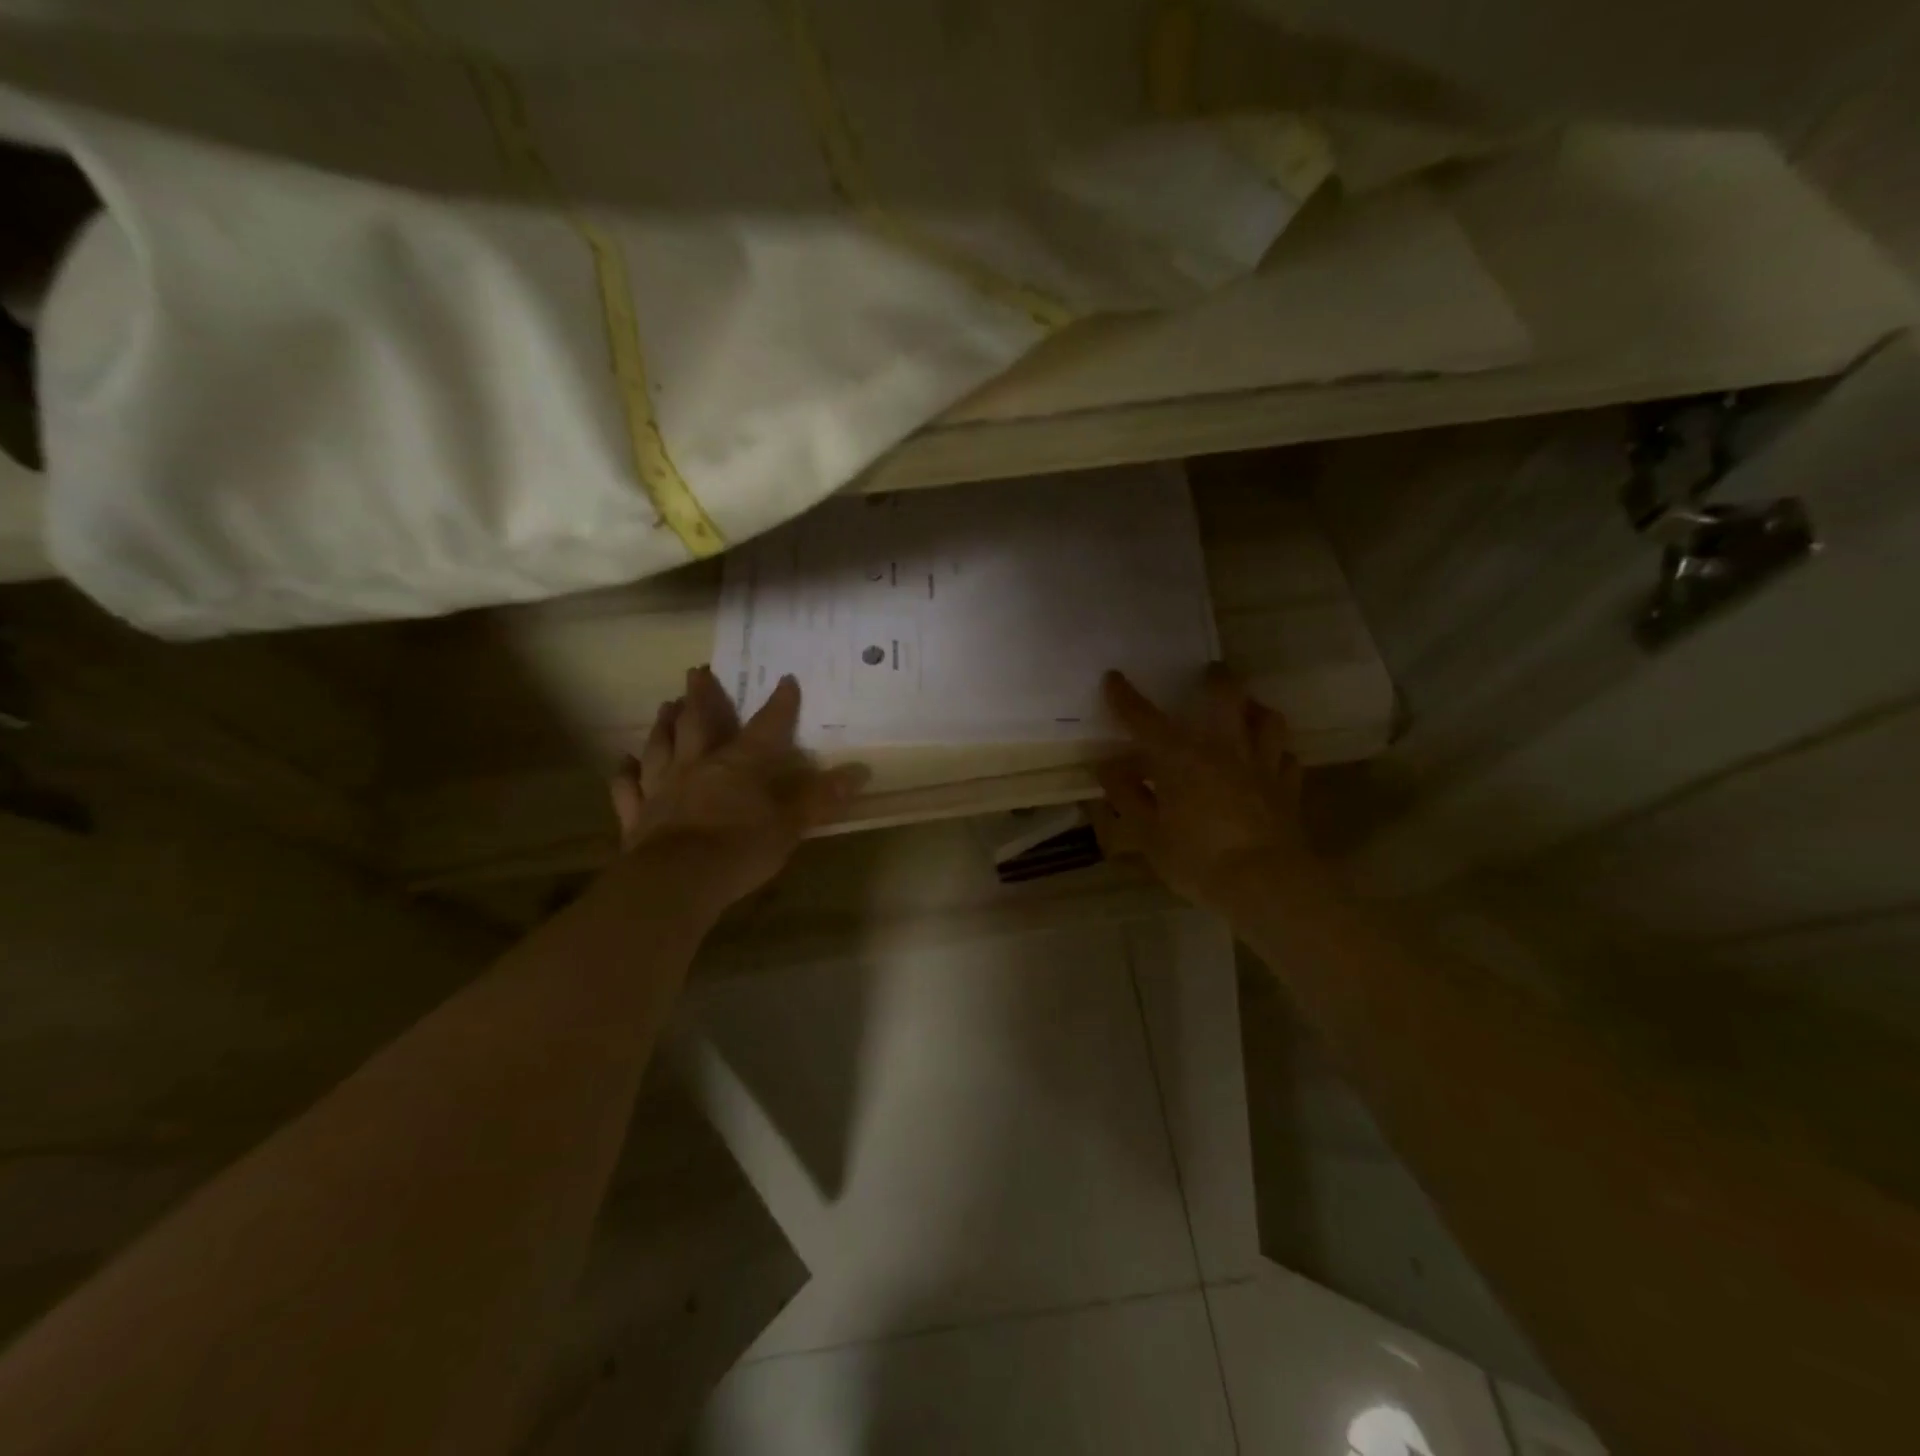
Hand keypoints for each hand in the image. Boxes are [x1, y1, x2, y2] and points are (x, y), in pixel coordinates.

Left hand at [609, 666, 867, 912]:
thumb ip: (821, 798)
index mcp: (740, 764)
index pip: (766, 727)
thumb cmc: (741, 849)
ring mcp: (662, 787)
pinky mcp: (637, 814)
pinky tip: (623, 761)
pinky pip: (627, 787)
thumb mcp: (791, 825)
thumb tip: (860, 771)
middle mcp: (698, 765)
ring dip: (664, 724)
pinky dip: (625, 772)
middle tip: (696, 671)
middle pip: (698, 723)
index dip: (779, 704)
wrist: (678, 881)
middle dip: (700, 696)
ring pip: (660, 746)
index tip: (786, 680)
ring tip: (665, 705)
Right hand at [1091, 666, 1320, 915]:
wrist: (1265, 884)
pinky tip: (1271, 760)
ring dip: (1255, 709)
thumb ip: (1126, 796)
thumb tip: (1107, 767)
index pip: (1145, 719)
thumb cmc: (1197, 859)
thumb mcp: (1147, 834)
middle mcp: (1224, 748)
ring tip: (1247, 710)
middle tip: (1210, 673)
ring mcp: (1262, 765)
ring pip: (1268, 720)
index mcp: (1181, 757)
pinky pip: (1288, 758)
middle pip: (1226, 697)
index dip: (1126, 697)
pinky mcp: (1288, 788)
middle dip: (1216, 679)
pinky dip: (1278, 754)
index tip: (1114, 678)